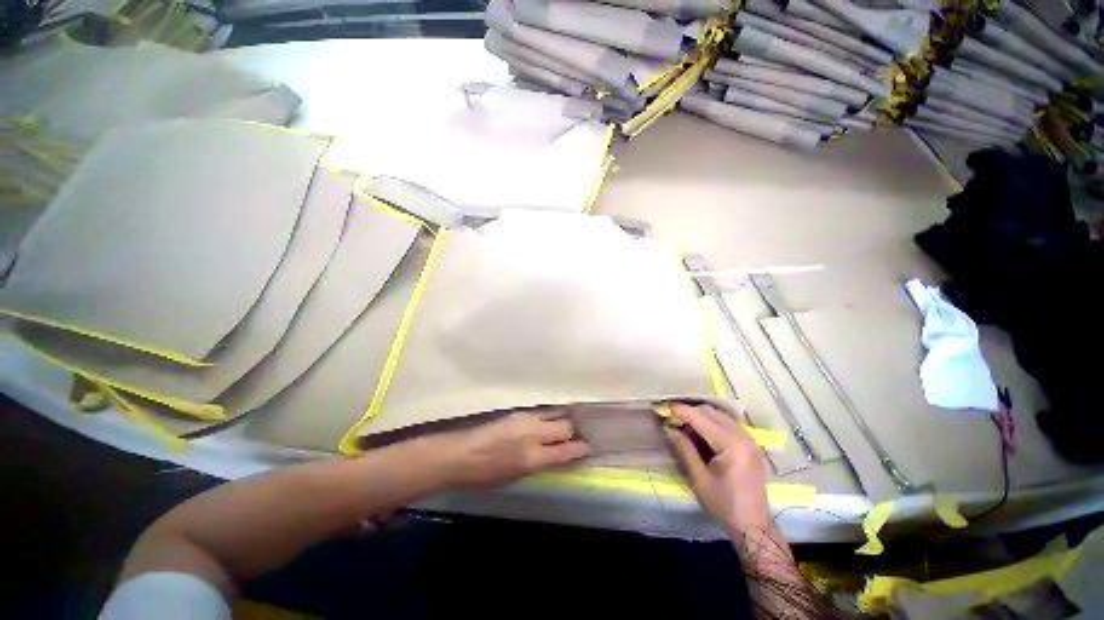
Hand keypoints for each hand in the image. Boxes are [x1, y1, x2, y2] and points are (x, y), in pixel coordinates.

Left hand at [435, 411, 589, 488]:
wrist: (458, 455)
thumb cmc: (484, 476)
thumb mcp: (515, 477)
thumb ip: (538, 463)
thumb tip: (554, 455)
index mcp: (532, 458)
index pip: (566, 451)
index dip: (579, 449)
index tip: (587, 447)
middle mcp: (532, 434)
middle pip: (565, 426)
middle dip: (572, 431)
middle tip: (575, 435)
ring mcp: (525, 419)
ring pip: (554, 414)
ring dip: (561, 420)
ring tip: (563, 425)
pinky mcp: (517, 412)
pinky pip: (540, 413)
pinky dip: (547, 417)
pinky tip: (545, 422)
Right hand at [663, 403, 769, 534]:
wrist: (753, 525)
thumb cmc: (724, 505)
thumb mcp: (699, 478)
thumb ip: (684, 449)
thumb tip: (667, 428)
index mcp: (732, 444)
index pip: (701, 418)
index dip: (680, 410)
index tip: (662, 408)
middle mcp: (742, 435)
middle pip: (710, 412)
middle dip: (688, 412)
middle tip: (670, 419)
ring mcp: (748, 438)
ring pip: (718, 414)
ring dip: (699, 416)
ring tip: (682, 426)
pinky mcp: (749, 443)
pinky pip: (726, 422)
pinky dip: (710, 422)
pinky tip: (699, 433)